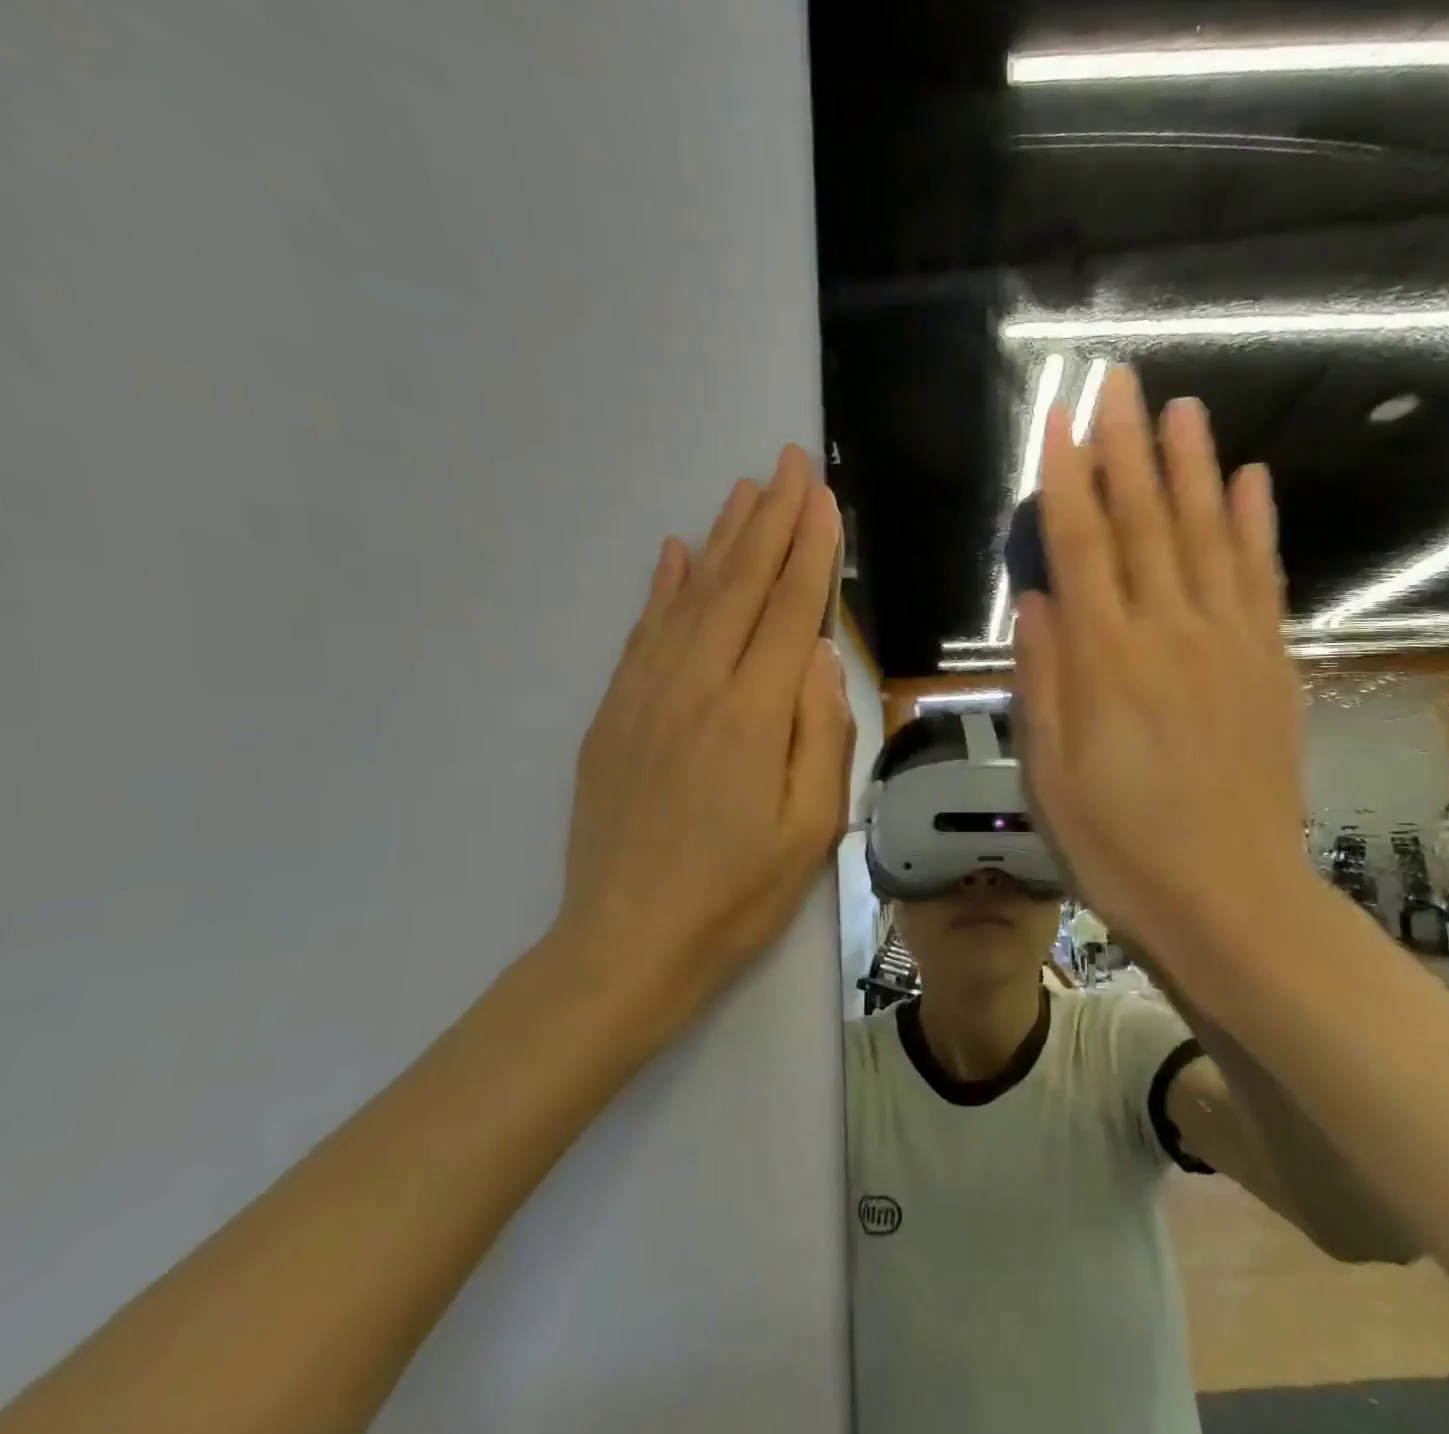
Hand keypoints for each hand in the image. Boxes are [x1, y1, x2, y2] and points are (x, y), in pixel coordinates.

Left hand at [551, 446, 850, 1049]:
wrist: (627, 942)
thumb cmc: (737, 893)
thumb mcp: (810, 827)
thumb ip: (819, 732)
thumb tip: (820, 656)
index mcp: (750, 714)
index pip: (788, 610)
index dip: (809, 550)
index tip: (822, 499)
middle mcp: (695, 687)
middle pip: (738, 585)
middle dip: (769, 520)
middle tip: (788, 465)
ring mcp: (646, 696)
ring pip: (688, 597)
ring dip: (720, 539)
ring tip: (743, 491)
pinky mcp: (614, 714)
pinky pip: (642, 633)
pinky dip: (661, 588)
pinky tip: (672, 554)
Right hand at [1014, 367, 1315, 1006]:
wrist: (1230, 899)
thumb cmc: (1120, 848)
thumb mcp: (1050, 778)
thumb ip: (1043, 682)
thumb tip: (1037, 600)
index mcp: (1106, 661)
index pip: (1080, 545)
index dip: (1067, 477)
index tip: (1060, 419)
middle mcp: (1169, 633)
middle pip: (1145, 521)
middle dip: (1128, 447)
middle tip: (1119, 381)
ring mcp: (1230, 645)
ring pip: (1208, 534)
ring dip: (1193, 467)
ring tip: (1183, 409)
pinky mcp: (1271, 666)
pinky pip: (1263, 579)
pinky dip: (1257, 525)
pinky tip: (1253, 482)